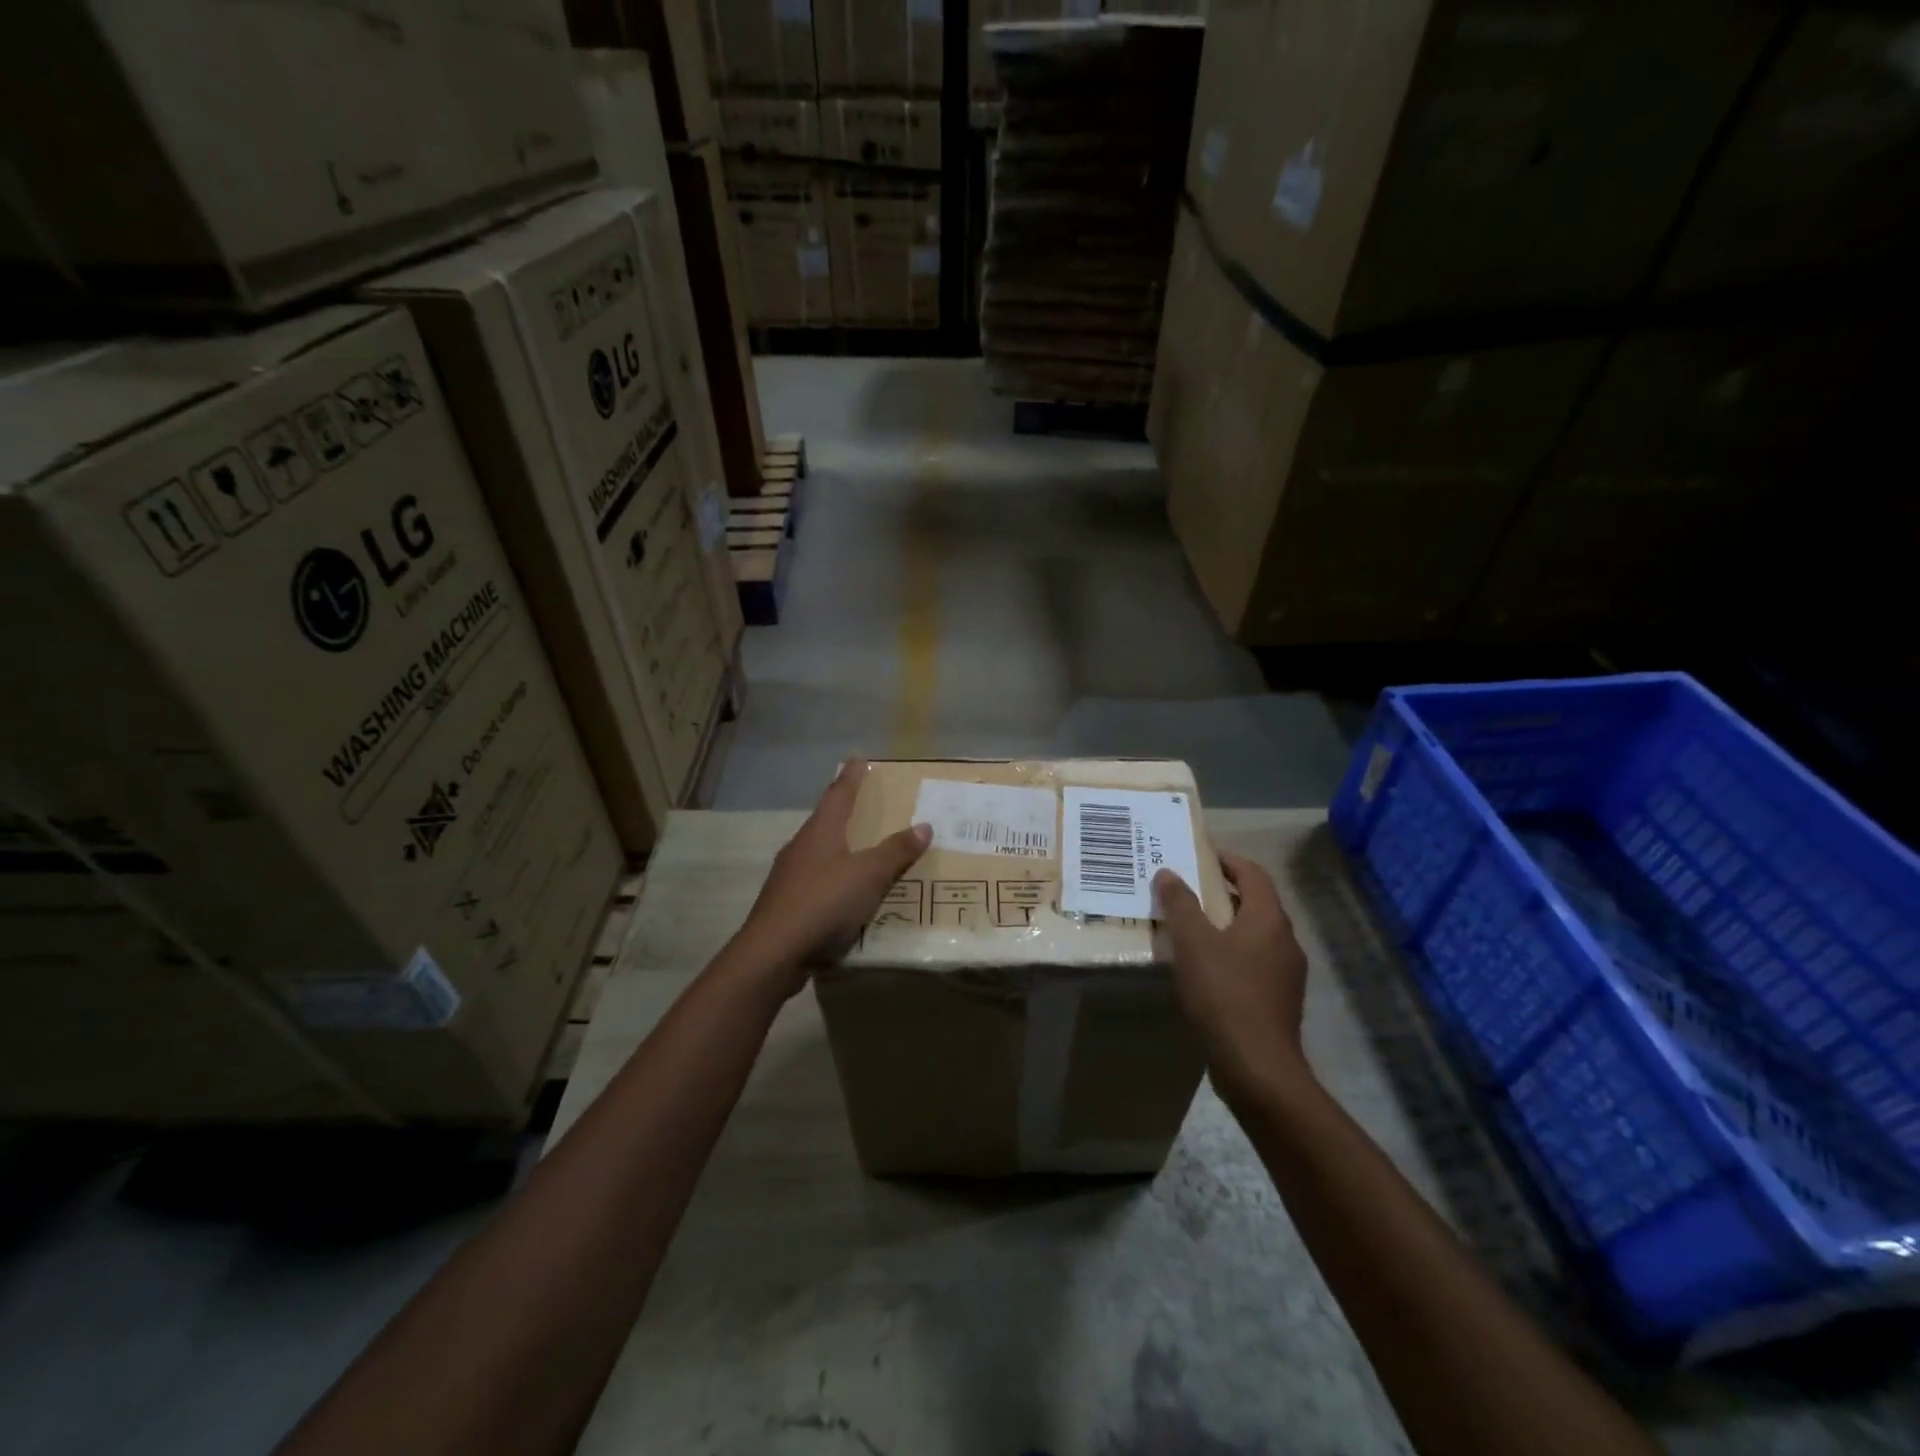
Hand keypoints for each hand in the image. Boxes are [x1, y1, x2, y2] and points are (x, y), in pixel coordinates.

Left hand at [732, 760, 930, 990]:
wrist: (773, 952)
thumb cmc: (824, 902)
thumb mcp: (869, 875)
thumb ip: (896, 851)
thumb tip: (924, 825)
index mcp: (820, 831)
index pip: (839, 794)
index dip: (852, 776)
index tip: (859, 758)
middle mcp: (801, 846)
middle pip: (825, 820)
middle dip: (844, 810)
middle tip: (865, 804)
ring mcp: (789, 876)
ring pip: (818, 851)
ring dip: (839, 846)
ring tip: (861, 849)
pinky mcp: (786, 903)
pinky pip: (816, 881)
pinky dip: (833, 878)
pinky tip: (844, 893)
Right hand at [1154, 852, 1311, 1103]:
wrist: (1257, 1067)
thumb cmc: (1224, 994)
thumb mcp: (1193, 944)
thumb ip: (1180, 905)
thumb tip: (1168, 872)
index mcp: (1269, 919)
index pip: (1253, 874)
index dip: (1228, 860)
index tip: (1200, 855)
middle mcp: (1285, 941)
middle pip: (1256, 903)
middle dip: (1222, 891)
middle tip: (1187, 888)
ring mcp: (1285, 973)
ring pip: (1254, 934)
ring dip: (1225, 924)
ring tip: (1190, 926)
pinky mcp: (1278, 1000)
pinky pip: (1253, 962)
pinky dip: (1230, 953)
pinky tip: (1204, 968)